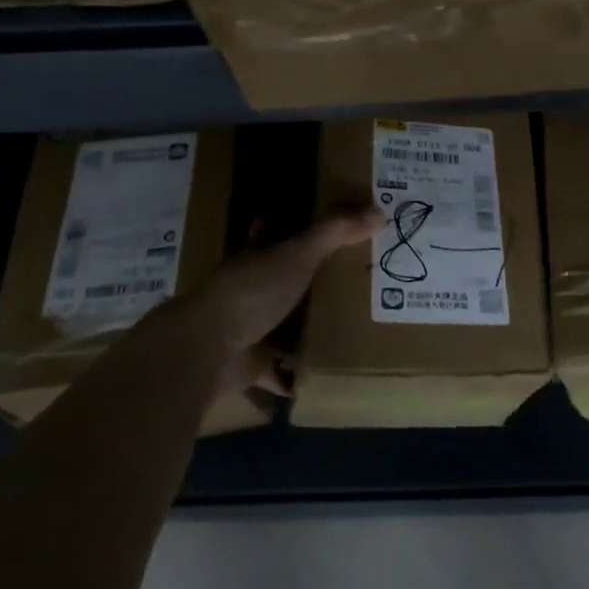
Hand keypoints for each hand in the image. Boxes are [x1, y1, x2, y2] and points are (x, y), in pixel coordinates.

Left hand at [133, 204, 381, 401]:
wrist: (209, 348)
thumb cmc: (252, 292)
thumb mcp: (299, 254)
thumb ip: (335, 232)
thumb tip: (379, 211)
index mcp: (258, 258)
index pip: (269, 232)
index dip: (286, 224)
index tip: (314, 222)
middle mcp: (251, 289)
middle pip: (282, 280)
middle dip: (307, 281)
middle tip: (350, 280)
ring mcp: (249, 327)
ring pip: (281, 324)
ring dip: (303, 328)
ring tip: (347, 328)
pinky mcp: (251, 363)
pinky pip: (278, 370)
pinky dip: (295, 376)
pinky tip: (322, 377)